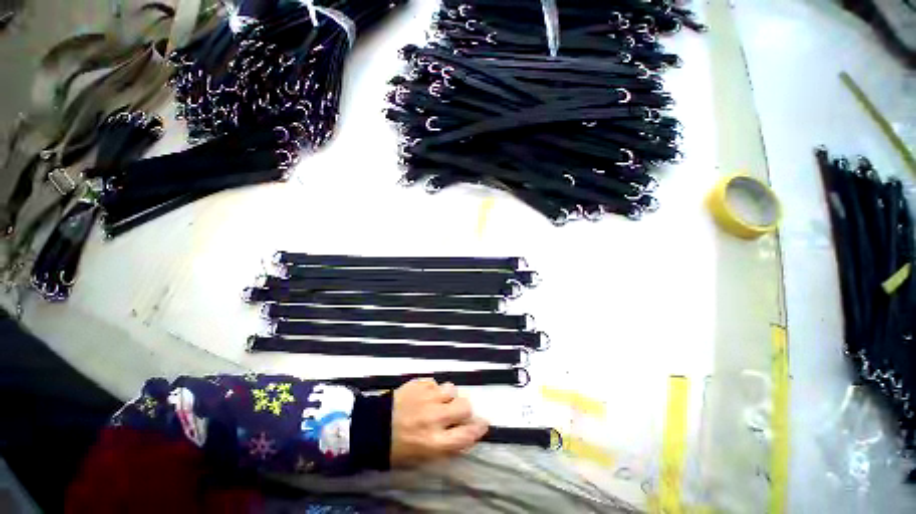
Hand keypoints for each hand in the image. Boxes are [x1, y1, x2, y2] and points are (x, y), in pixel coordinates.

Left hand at [390, 379, 488, 466]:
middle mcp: (434, 417)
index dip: (478, 429)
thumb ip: (446, 444)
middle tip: (456, 412)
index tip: (484, 423)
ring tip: (438, 401)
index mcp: (434, 441)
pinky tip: (424, 395)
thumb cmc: (395, 448)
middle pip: (464, 406)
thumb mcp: (421, 456)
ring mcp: (426, 397)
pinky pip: (435, 382)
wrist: (370, 428)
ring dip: (448, 396)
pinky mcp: (418, 383)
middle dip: (464, 409)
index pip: (466, 434)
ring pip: (451, 389)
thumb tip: (464, 431)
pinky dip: (433, 389)